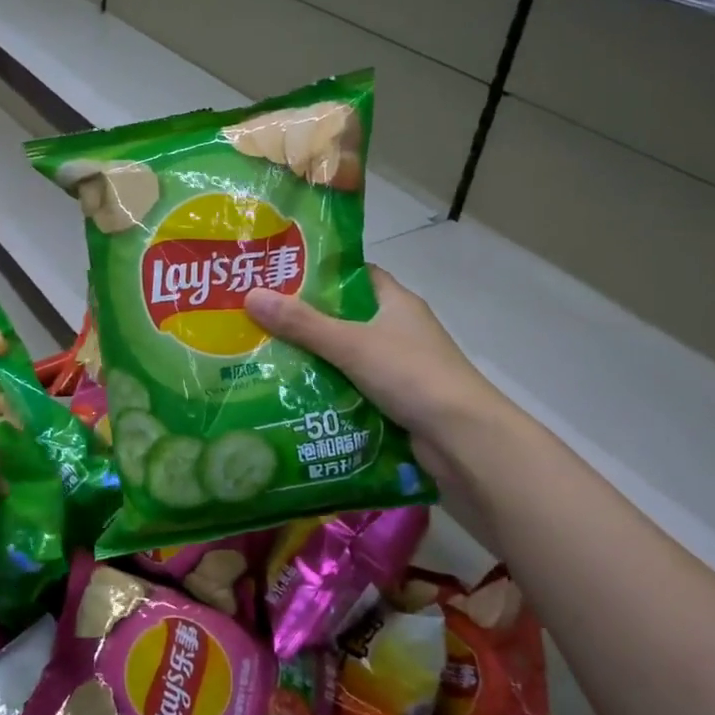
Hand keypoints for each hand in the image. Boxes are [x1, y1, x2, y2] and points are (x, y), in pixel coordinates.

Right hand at [245, 268, 511, 443]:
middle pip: (345, 318)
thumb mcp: (352, 344)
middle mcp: (399, 330)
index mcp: (396, 303)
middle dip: (305, 323)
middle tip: (258, 323)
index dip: (319, 275)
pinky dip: (329, 391)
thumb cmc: (412, 376)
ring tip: (264, 360)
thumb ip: (303, 324)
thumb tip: (250, 295)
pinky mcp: (396, 401)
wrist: (464, 439)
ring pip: (347, 357)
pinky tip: (294, 396)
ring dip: (314, 361)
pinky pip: (354, 388)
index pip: (354, 276)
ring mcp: (400, 367)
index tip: (278, 279)